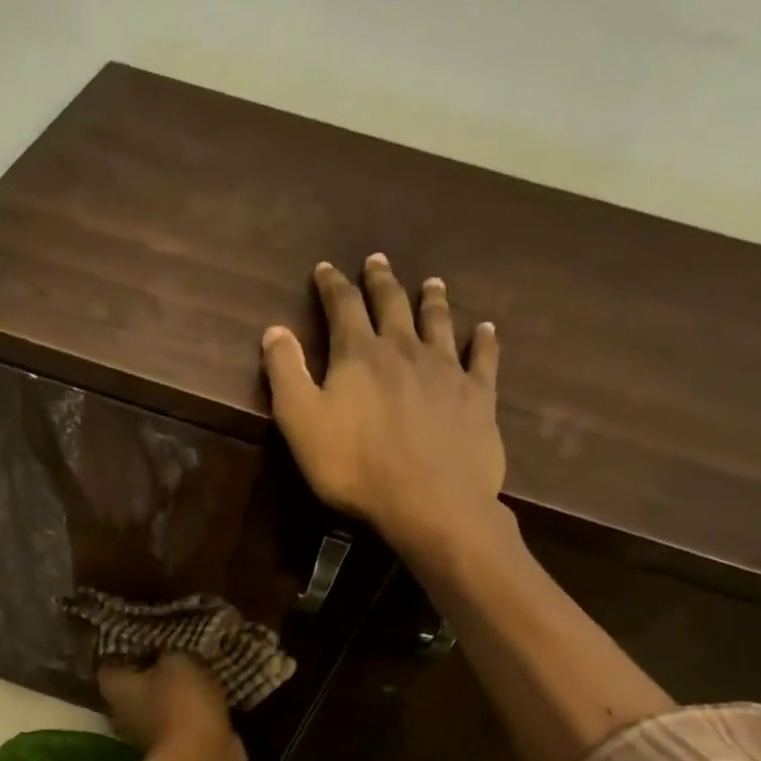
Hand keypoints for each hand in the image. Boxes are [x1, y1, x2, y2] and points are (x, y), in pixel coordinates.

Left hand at [98, 654, 239, 760]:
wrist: (203, 759)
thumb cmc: (181, 703)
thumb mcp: (178, 661)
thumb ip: (167, 654)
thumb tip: (166, 655)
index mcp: (114, 688)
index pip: (109, 665)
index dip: (124, 652)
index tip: (144, 641)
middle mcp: (121, 714)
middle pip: (131, 688)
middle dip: (150, 674)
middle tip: (172, 655)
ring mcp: (144, 736)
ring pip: (155, 707)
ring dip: (171, 696)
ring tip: (195, 674)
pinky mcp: (171, 751)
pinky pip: (178, 724)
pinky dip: (189, 714)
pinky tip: (209, 698)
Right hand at [262, 254, 511, 556]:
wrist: (430, 500)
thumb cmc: (355, 466)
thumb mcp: (301, 423)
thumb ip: (286, 374)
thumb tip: (274, 330)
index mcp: (359, 355)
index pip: (343, 307)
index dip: (332, 285)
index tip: (325, 269)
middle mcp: (404, 350)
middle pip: (392, 304)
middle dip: (381, 281)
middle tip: (377, 260)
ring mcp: (446, 370)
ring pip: (438, 322)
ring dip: (432, 300)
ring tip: (431, 282)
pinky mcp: (477, 396)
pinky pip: (483, 358)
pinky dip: (483, 340)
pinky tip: (485, 329)